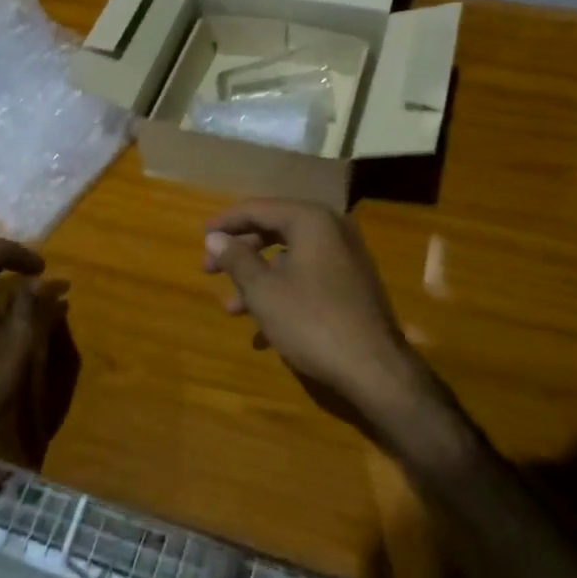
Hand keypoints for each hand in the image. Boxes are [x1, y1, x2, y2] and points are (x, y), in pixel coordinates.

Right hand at [203, 200, 448, 450]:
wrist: (374, 368)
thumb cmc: (312, 321)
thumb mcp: (264, 291)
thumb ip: (237, 259)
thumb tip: (214, 238)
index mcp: (311, 220)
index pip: (259, 209)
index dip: (226, 222)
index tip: (201, 236)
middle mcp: (332, 230)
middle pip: (274, 231)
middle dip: (240, 253)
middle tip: (209, 271)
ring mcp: (345, 259)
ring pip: (290, 259)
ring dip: (258, 280)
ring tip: (231, 308)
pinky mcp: (352, 286)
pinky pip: (308, 279)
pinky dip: (283, 294)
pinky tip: (263, 331)